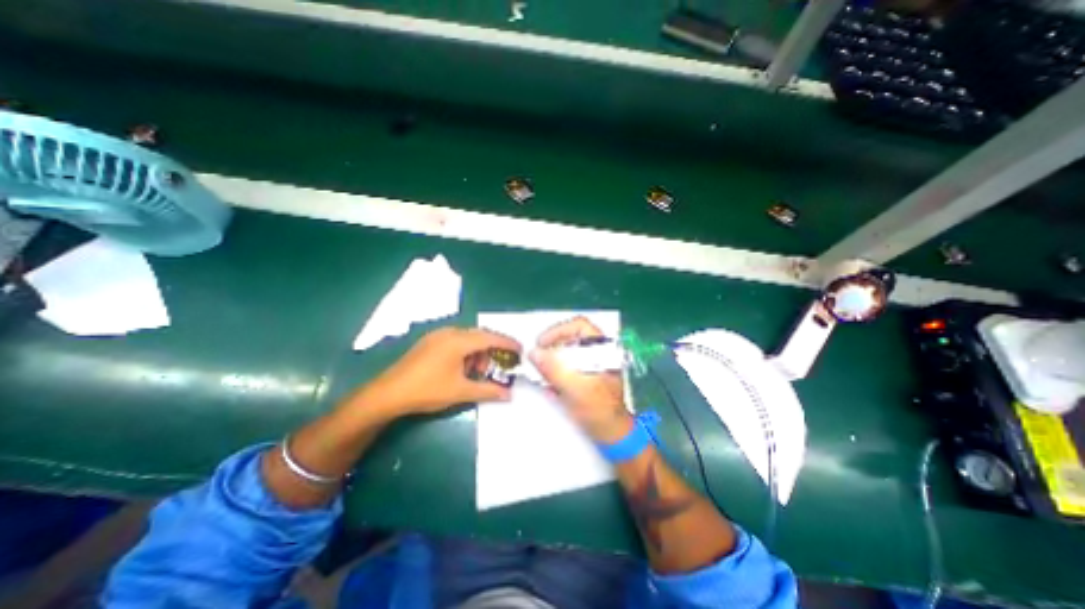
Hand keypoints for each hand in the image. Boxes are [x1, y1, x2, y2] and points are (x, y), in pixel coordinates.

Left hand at [358, 328, 520, 418]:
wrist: (388, 394)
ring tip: (480, 370)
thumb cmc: (427, 390)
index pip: (490, 337)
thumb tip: (510, 395)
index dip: (507, 343)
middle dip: (493, 348)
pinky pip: (455, 341)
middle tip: (502, 364)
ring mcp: (437, 336)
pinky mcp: (429, 342)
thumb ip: (488, 391)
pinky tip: (463, 367)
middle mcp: (449, 332)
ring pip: (467, 338)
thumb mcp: (461, 392)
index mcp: (459, 341)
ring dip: (478, 351)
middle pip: (480, 335)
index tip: (521, 350)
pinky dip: (466, 351)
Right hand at [532, 319, 633, 442]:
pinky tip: (552, 388)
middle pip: (571, 338)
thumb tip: (533, 352)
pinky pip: (567, 367)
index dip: (558, 330)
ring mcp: (593, 364)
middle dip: (552, 348)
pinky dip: (557, 374)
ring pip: (567, 353)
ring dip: (553, 363)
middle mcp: (598, 352)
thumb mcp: (575, 389)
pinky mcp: (586, 375)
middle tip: (538, 360)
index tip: (541, 343)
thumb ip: (554, 369)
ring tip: (544, 377)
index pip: (579, 325)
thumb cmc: (599, 410)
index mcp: (602, 349)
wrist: (612, 434)